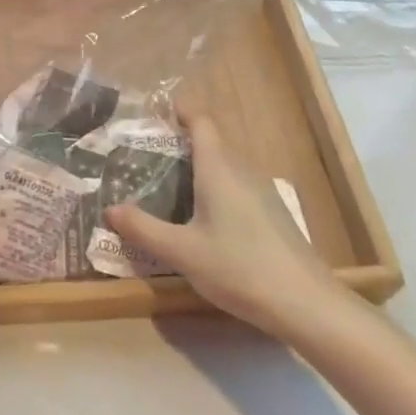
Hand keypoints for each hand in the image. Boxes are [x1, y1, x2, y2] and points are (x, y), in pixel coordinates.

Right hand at [105, 100, 346, 341]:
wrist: (305, 303)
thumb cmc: (239, 267)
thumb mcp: (182, 252)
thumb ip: (143, 229)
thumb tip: (109, 209)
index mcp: (219, 167)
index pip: (201, 121)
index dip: (180, 111)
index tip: (155, 113)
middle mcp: (242, 169)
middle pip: (212, 140)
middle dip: (181, 141)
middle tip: (147, 154)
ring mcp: (262, 191)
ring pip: (226, 164)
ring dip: (199, 165)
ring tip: (168, 182)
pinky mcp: (272, 213)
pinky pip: (237, 184)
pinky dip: (216, 186)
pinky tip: (202, 216)